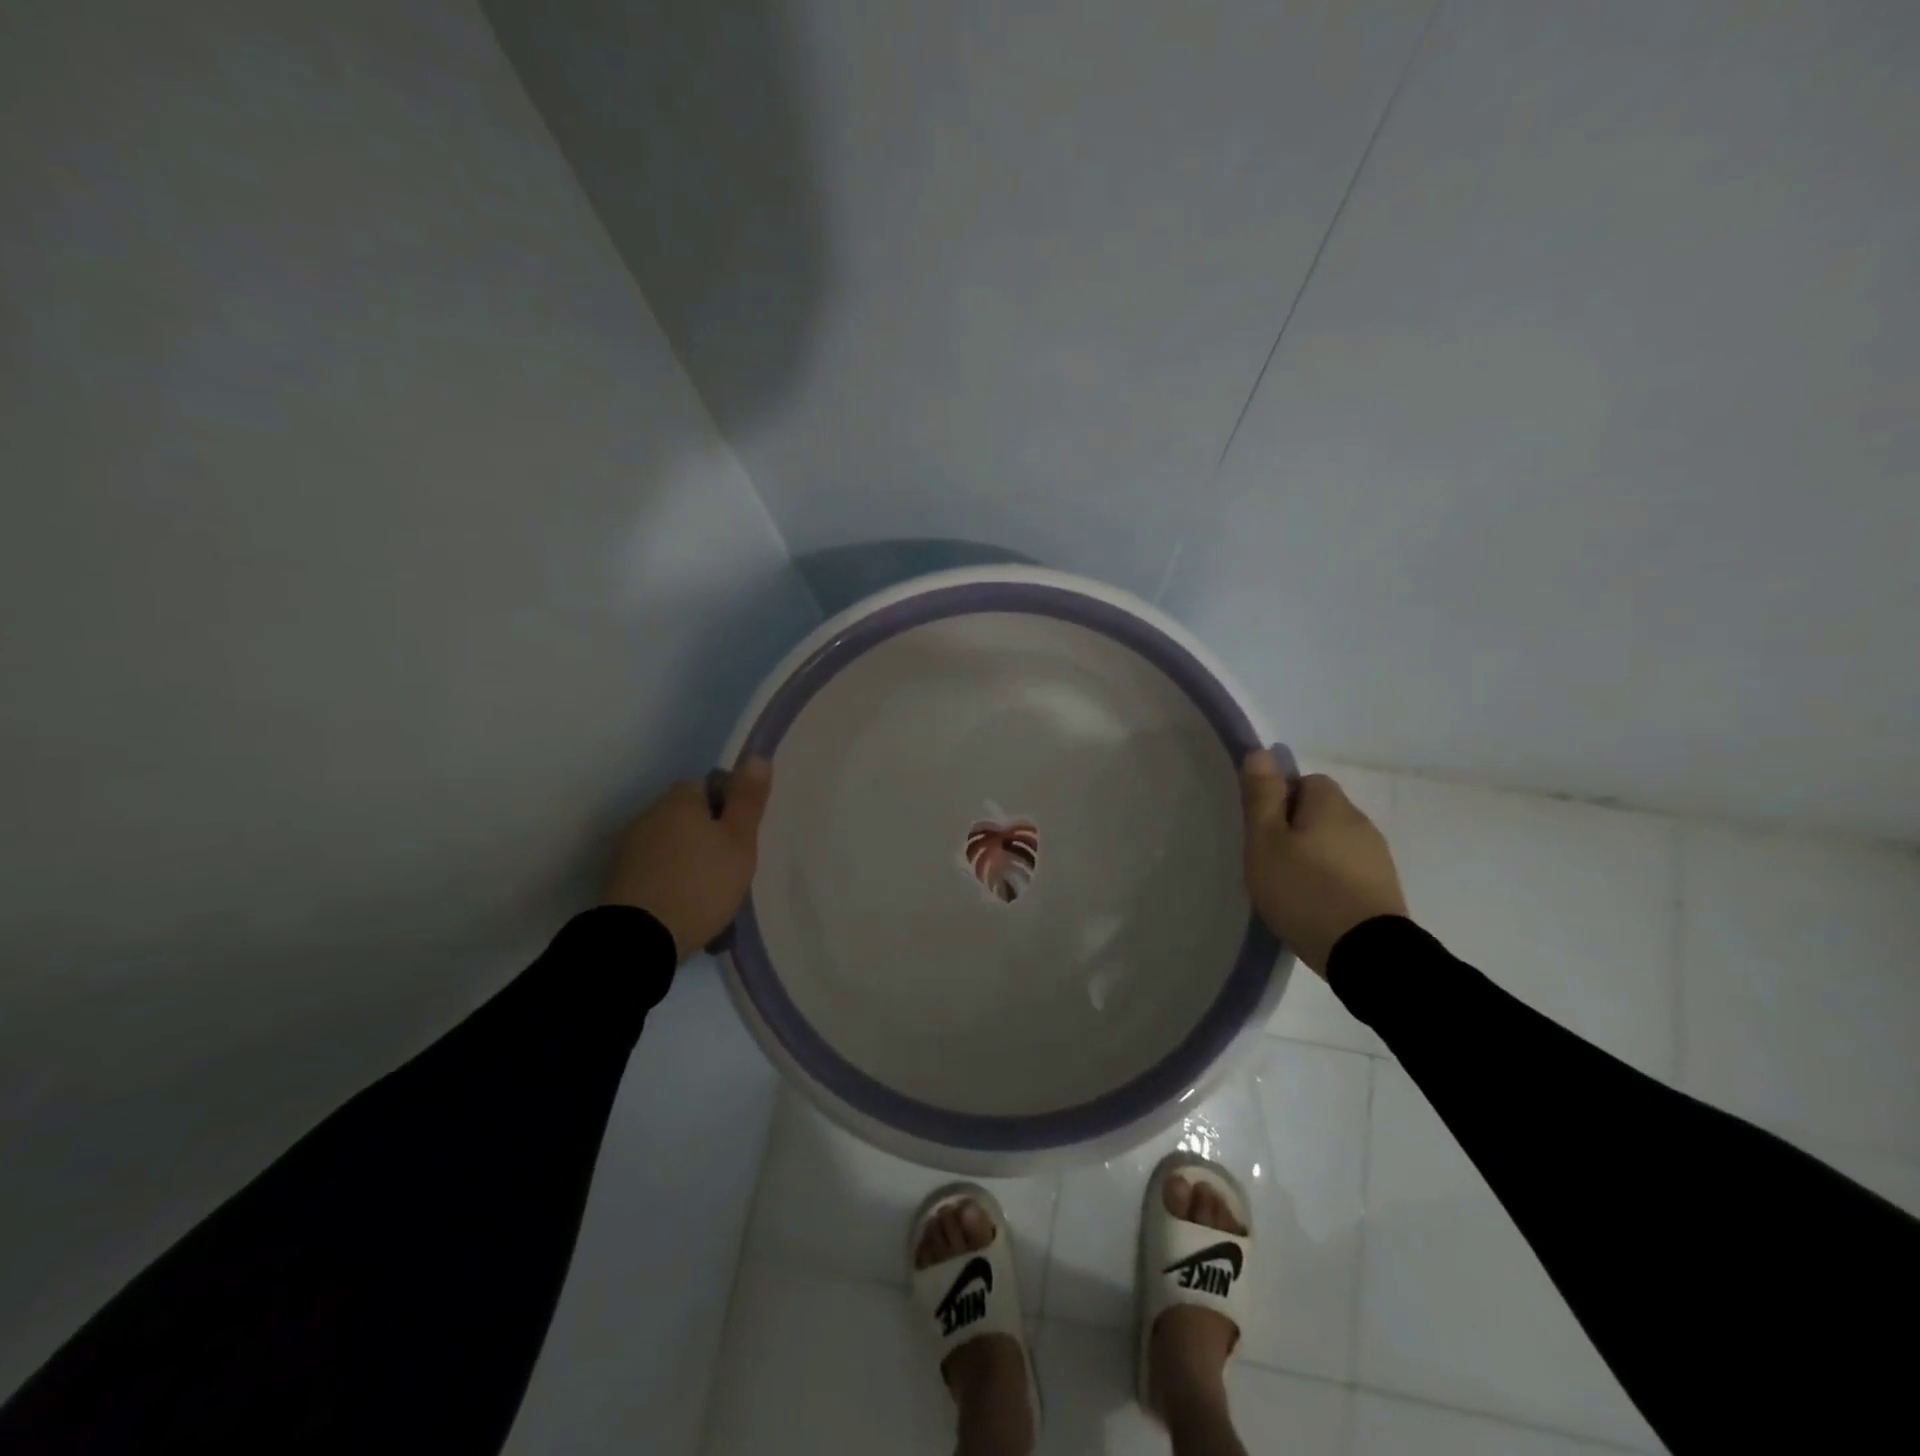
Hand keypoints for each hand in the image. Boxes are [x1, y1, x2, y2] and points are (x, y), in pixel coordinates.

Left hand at [603, 757, 772, 960]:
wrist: (640, 940)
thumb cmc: (701, 884)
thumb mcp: (739, 841)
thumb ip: (748, 799)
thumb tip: (756, 755)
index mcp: (678, 800)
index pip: (709, 786)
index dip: (728, 807)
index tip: (741, 836)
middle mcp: (648, 814)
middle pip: (687, 815)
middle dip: (707, 834)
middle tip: (730, 866)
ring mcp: (629, 848)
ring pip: (671, 843)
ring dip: (687, 857)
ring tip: (709, 891)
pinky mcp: (619, 879)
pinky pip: (655, 868)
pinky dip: (670, 879)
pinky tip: (684, 903)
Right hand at [1241, 750, 1407, 976]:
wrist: (1366, 954)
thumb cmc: (1305, 890)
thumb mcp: (1267, 841)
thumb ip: (1262, 796)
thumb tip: (1260, 752)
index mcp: (1332, 805)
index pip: (1306, 781)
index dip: (1281, 800)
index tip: (1265, 830)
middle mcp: (1361, 822)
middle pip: (1321, 812)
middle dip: (1297, 829)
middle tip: (1271, 861)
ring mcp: (1377, 857)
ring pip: (1335, 842)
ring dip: (1315, 856)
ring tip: (1291, 887)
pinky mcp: (1384, 888)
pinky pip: (1349, 870)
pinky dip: (1331, 879)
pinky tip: (1315, 904)